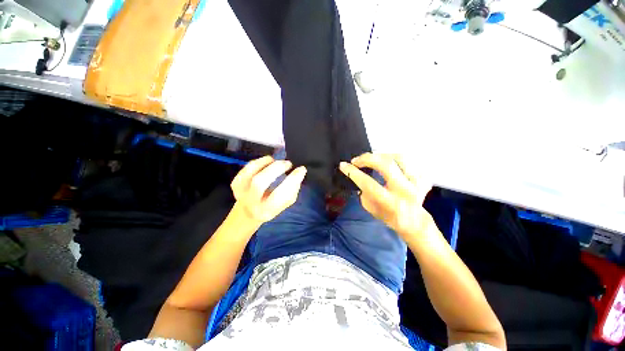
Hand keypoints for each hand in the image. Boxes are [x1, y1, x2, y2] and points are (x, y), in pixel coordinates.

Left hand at [231, 155, 306, 224]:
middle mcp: (251, 202)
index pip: (280, 195)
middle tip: (288, 163)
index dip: (292, 180)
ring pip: (251, 172)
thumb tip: (299, 172)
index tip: (301, 169)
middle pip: (260, 182)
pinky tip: (267, 161)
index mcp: (267, 210)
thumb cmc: (271, 207)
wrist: (247, 212)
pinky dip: (259, 161)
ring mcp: (241, 191)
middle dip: (277, 168)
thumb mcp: (285, 204)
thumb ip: (293, 190)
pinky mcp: (236, 182)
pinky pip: (247, 168)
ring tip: (276, 161)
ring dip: (266, 162)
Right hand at [339, 153, 431, 237]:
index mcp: (391, 202)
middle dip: (367, 158)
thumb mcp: (371, 209)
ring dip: (381, 155)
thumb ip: (364, 193)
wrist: (415, 222)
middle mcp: (405, 190)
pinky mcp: (422, 177)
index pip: (369, 183)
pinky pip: (407, 161)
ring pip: (398, 157)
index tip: (343, 165)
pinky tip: (387, 162)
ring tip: (371, 159)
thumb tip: (359, 178)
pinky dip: (394, 158)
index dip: (353, 172)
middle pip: (386, 164)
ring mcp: (417, 182)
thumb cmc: (389, 217)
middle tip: (356, 160)